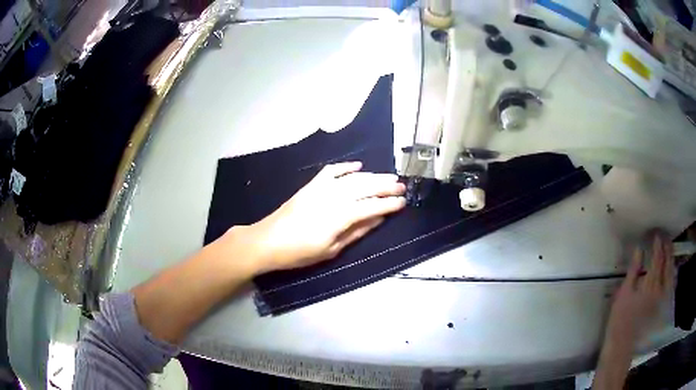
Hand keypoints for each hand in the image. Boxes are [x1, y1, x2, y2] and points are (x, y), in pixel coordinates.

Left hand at [231, 162, 406, 274]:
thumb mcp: (331, 249)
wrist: (268, 241)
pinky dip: (346, 167)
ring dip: (373, 176)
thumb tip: (378, 219)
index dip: (389, 204)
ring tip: (389, 177)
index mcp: (339, 216)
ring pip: (352, 178)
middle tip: (402, 186)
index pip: (371, 206)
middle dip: (386, 186)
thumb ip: (357, 232)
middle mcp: (333, 197)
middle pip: (365, 188)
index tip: (403, 202)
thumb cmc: (300, 252)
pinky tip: (358, 166)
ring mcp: (321, 188)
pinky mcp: (311, 185)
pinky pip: (331, 171)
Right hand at [607, 234, 673, 340]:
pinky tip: (673, 270)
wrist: (623, 346)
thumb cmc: (620, 320)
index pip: (657, 258)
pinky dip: (673, 274)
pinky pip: (671, 285)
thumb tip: (639, 250)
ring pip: (671, 273)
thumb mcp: (623, 295)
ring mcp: (663, 297)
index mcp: (650, 283)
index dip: (658, 245)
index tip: (657, 234)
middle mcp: (660, 287)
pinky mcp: (662, 306)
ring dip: (671, 259)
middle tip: (666, 237)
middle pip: (666, 264)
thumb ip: (633, 271)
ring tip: (670, 249)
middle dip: (667, 248)